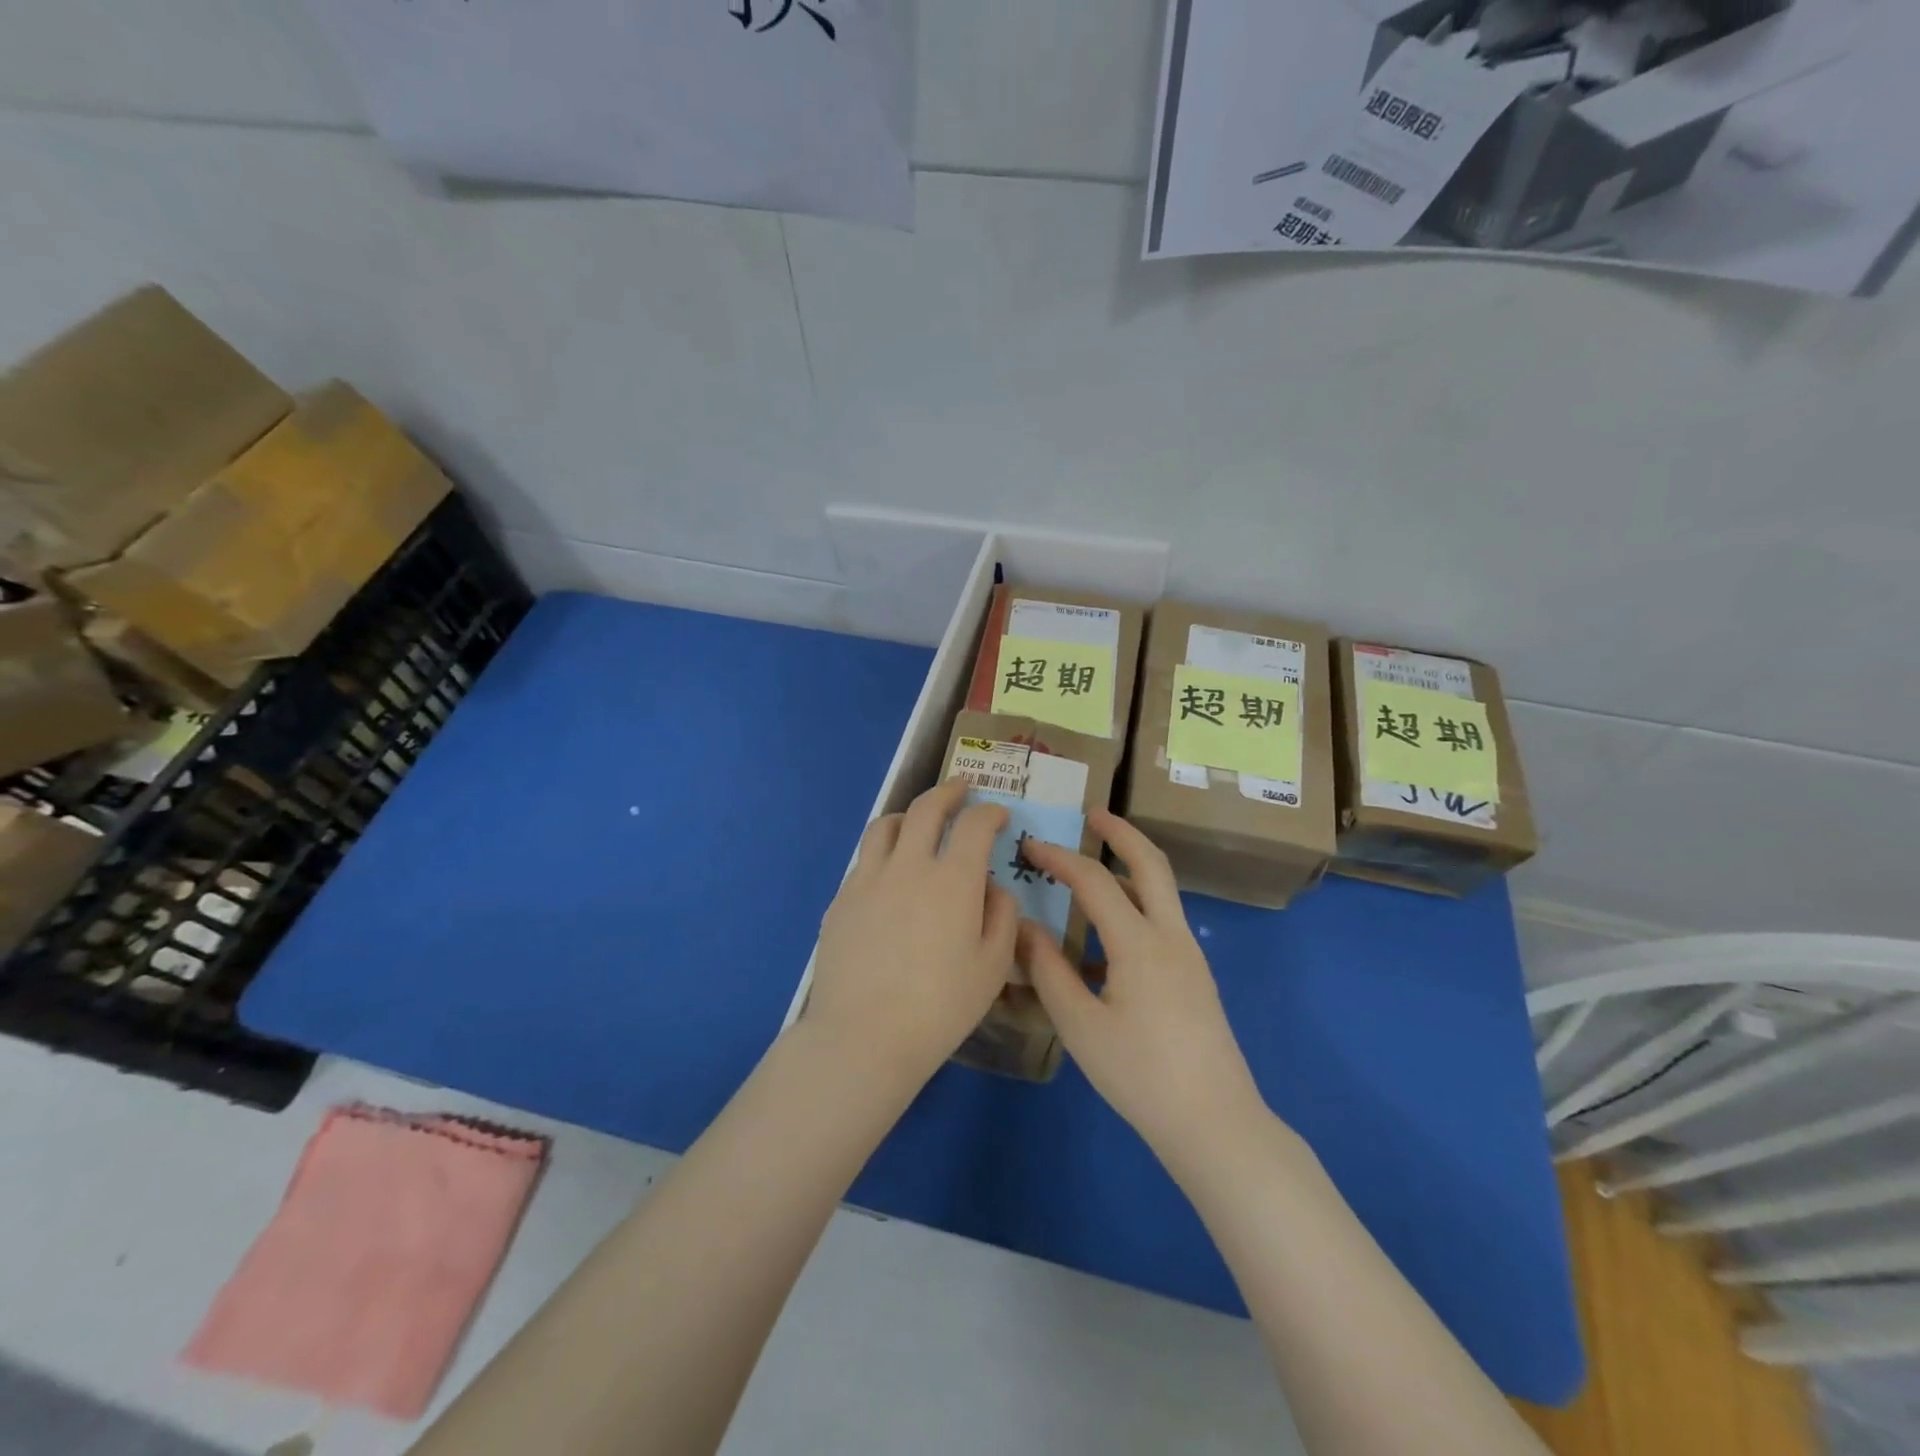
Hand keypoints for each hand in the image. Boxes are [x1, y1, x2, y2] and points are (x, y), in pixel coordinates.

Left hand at [804, 779, 1019, 1091]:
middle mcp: (909, 866)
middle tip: (961, 790)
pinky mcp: (841, 899)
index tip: (998, 815)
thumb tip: (993, 887)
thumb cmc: (939, 1007)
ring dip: (908, 815)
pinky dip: (883, 852)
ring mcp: (868, 879)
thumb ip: (1002, 916)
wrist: (863, 1036)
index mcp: (953, 880)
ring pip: (885, 825)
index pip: (974, 824)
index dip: (990, 812)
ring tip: (917, 822)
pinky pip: (864, 860)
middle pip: (926, 808)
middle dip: (948, 792)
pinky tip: (889, 875)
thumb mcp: (993, 967)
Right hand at [1018, 812, 1268, 1171]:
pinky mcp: (1195, 976)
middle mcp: (1171, 936)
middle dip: (1121, 833)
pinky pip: (1162, 921)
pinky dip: (1135, 905)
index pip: (1095, 881)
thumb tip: (1023, 926)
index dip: (1060, 857)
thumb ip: (1048, 970)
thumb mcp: (1080, 1025)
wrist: (1214, 1123)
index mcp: (1140, 943)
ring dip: (1130, 866)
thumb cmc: (1140, 1075)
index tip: (1029, 844)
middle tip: (1092, 814)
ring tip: (1094, 864)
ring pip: (1161, 891)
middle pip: (1151, 864)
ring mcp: (1189, 955)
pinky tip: (1104, 938)